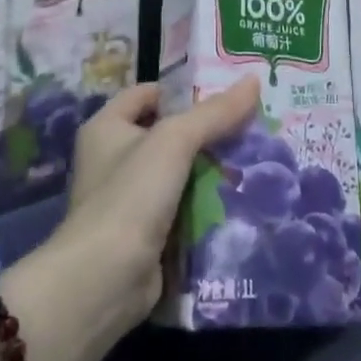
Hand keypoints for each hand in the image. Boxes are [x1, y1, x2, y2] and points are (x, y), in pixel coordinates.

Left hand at [49, 78, 260, 331]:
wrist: (104, 280)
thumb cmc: (131, 195)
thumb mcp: (175, 141)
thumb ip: (214, 113)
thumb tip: (253, 80)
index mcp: (106, 127)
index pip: (148, 94)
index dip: (183, 90)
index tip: (227, 94)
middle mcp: (113, 159)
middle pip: (168, 134)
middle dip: (207, 133)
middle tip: (252, 126)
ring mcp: (129, 200)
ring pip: (179, 174)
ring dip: (211, 170)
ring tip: (256, 159)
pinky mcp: (146, 234)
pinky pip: (183, 209)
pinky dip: (206, 205)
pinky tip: (241, 199)